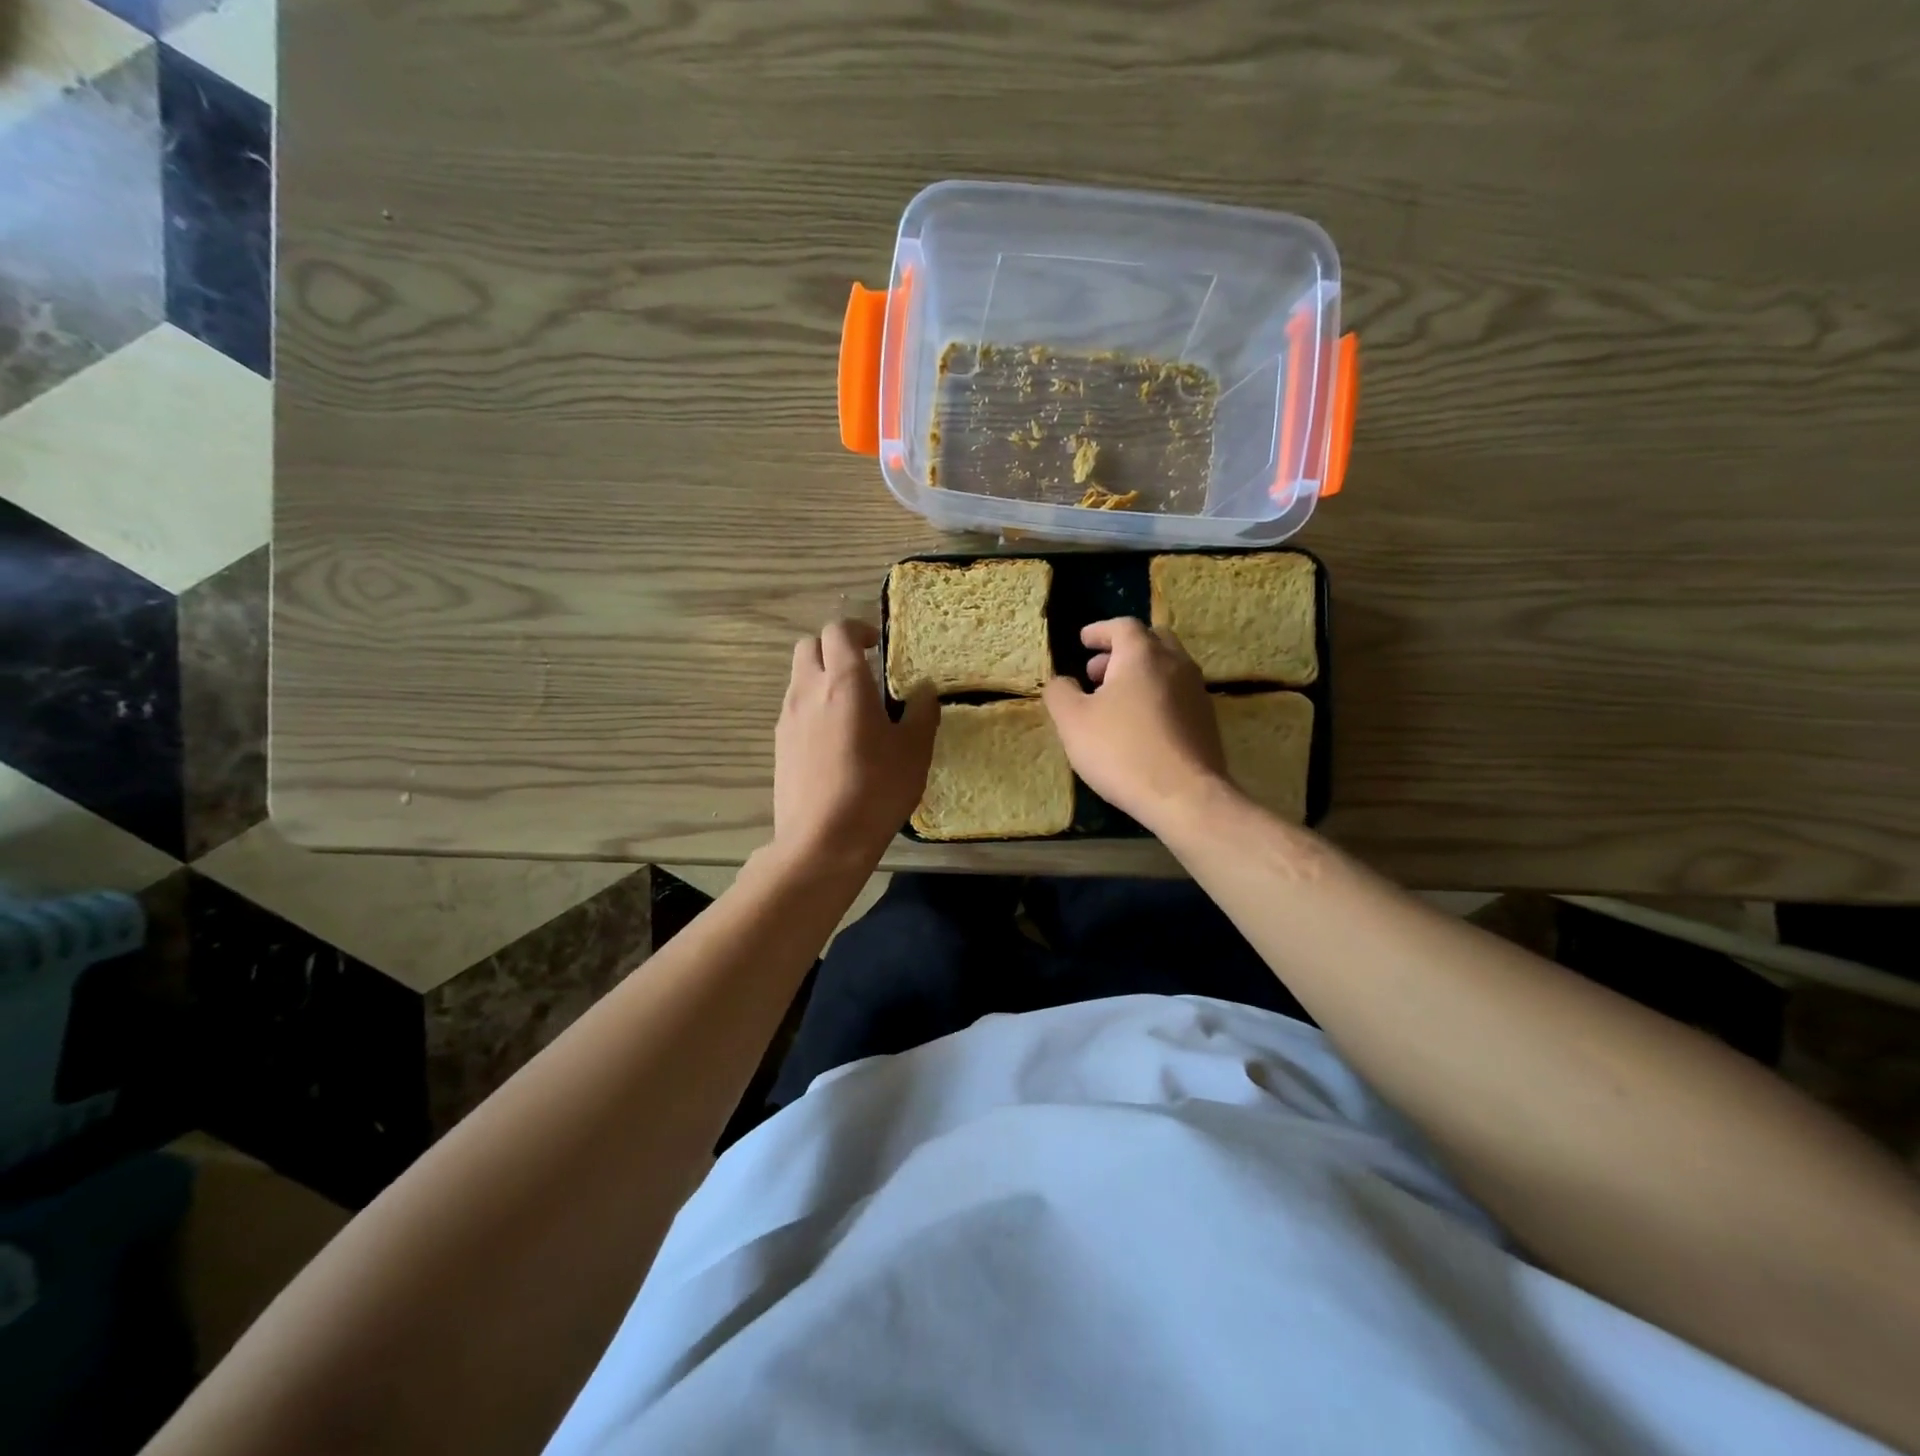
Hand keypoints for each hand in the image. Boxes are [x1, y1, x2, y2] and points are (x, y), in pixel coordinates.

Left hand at [773, 620, 936, 869]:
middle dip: (833, 648)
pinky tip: (834, 740)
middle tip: (862, 670)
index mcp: (844, 682)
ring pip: (798, 677)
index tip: (876, 646)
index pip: (838, 630)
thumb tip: (923, 691)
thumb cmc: (875, 789)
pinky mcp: (778, 745)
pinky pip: (794, 708)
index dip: (857, 629)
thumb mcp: (914, 751)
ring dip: (821, 678)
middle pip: (809, 646)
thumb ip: (921, 713)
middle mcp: (808, 690)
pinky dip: (812, 707)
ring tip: (850, 708)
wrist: (823, 840)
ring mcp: (787, 718)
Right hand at [1042, 617, 1230, 829]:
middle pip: (1151, 640)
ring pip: (1167, 667)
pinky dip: (1155, 694)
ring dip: (1140, 673)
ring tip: (1114, 700)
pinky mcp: (1206, 720)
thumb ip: (1060, 693)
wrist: (1184, 795)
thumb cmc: (1121, 750)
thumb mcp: (1073, 722)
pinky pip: (1177, 693)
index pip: (1122, 626)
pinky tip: (1139, 724)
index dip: (1099, 631)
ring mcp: (1196, 691)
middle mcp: (1176, 663)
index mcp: (1142, 654)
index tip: (1083, 641)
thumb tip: (1061, 681)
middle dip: (1122, 650)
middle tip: (1097, 671)